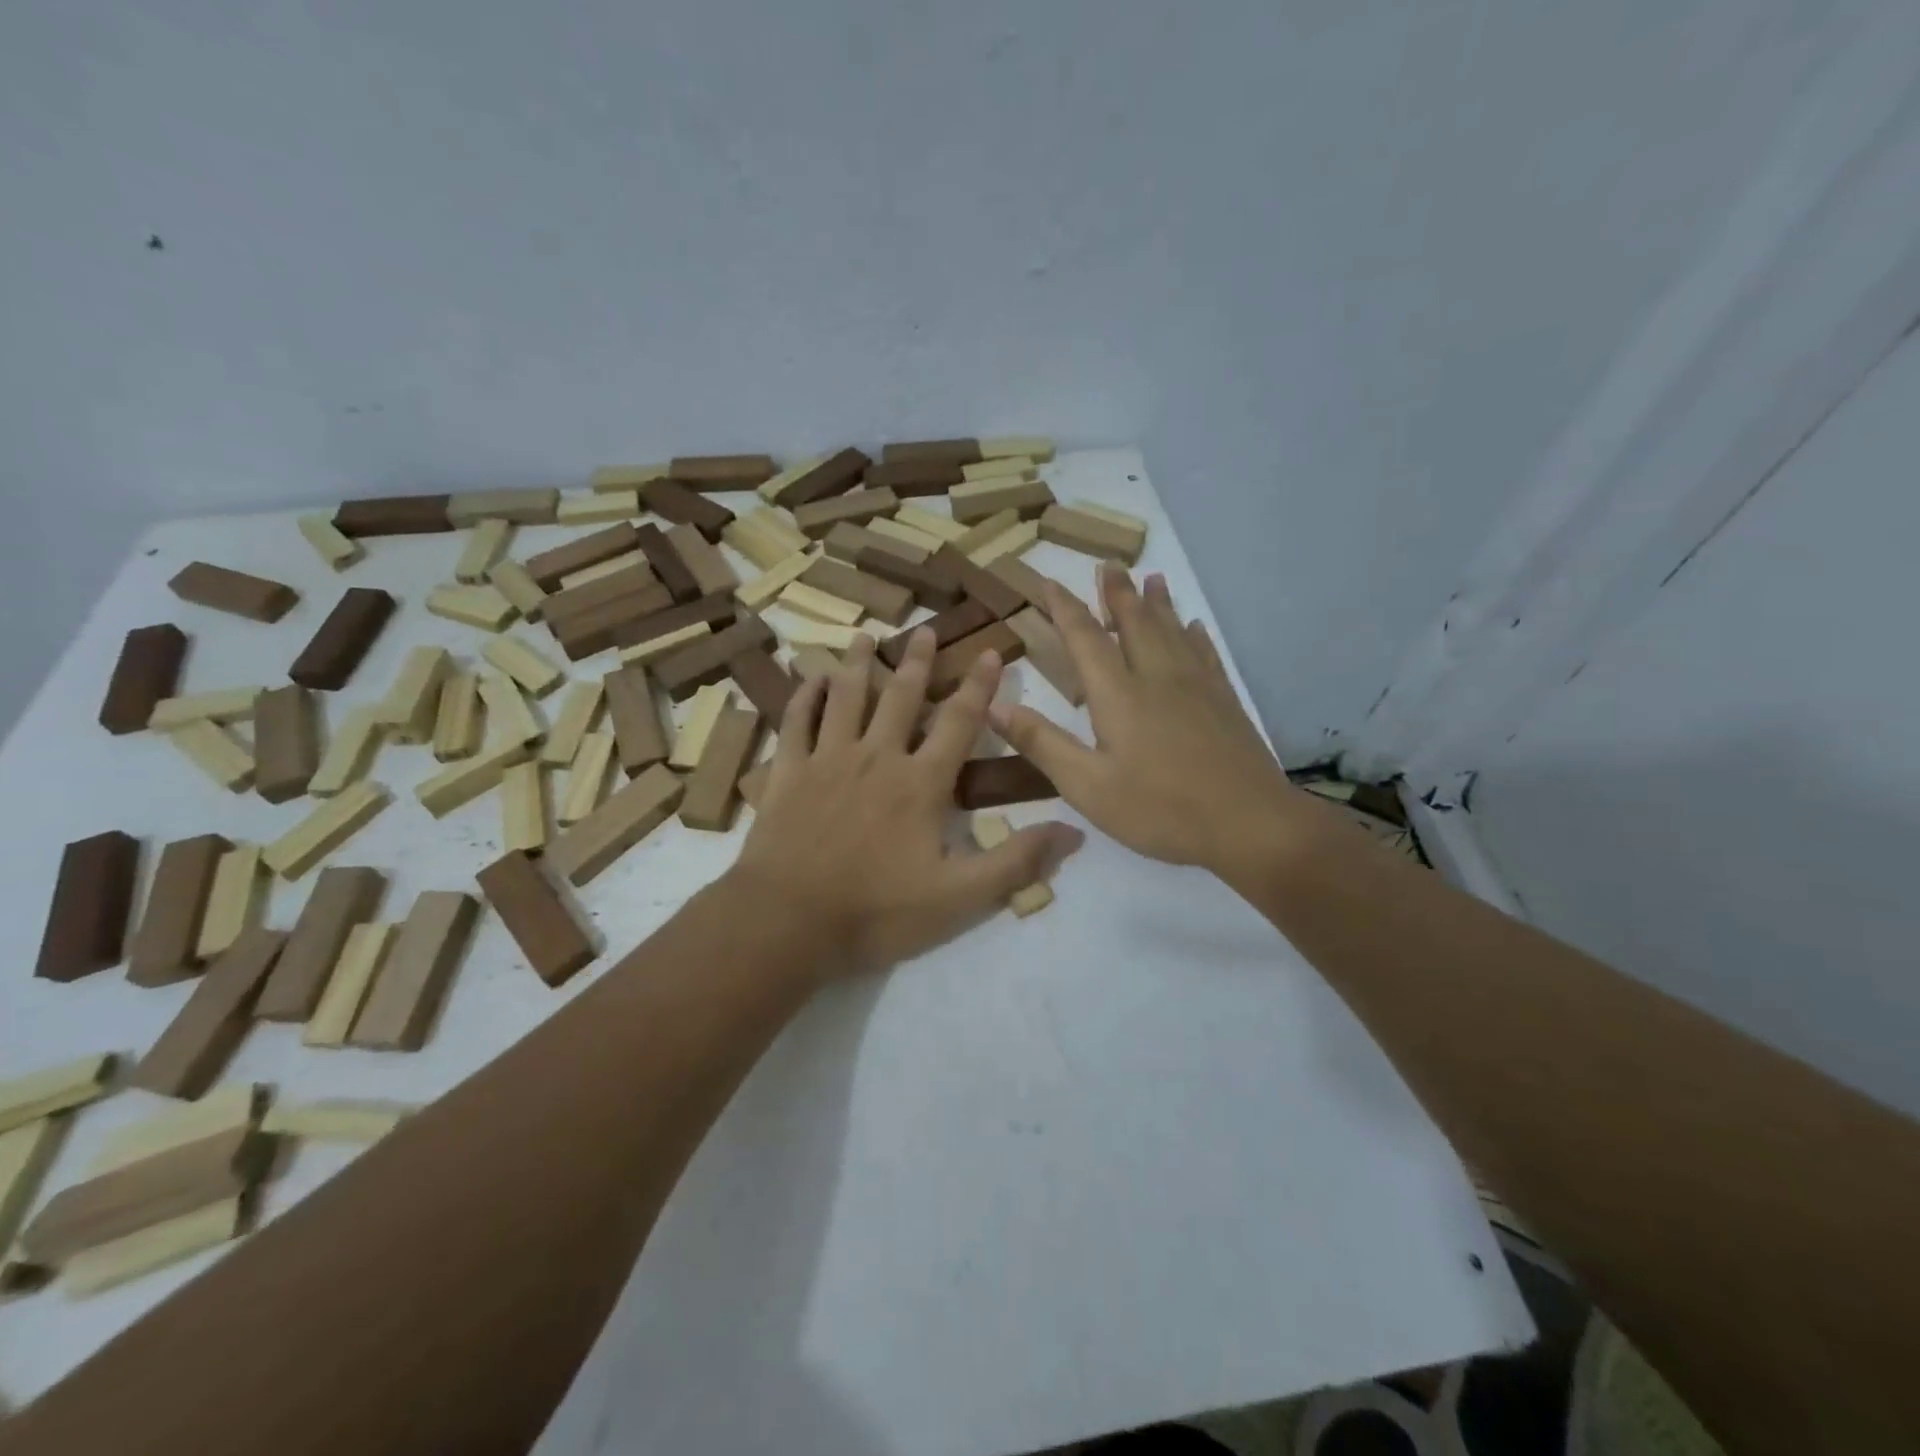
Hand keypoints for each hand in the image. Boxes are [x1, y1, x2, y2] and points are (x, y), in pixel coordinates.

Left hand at [730, 632, 1084, 977]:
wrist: (789, 923)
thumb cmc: (877, 911)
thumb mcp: (959, 897)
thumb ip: (1015, 862)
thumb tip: (1073, 830)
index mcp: (920, 782)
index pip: (960, 722)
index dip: (980, 687)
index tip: (991, 652)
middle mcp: (877, 757)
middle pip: (901, 697)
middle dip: (918, 661)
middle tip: (925, 629)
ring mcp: (827, 760)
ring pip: (847, 698)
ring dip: (858, 665)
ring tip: (865, 636)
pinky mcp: (789, 773)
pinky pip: (796, 722)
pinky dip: (805, 697)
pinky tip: (812, 679)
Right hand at [988, 564, 1298, 877]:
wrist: (1249, 823)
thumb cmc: (1160, 809)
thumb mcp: (1088, 786)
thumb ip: (1042, 743)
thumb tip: (993, 705)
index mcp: (1118, 695)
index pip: (1085, 638)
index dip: (1063, 607)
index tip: (1047, 581)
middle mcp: (1157, 677)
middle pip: (1135, 622)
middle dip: (1117, 593)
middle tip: (1109, 564)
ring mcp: (1197, 686)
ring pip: (1172, 631)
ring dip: (1157, 603)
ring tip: (1151, 578)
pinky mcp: (1224, 701)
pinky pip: (1206, 654)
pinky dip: (1194, 635)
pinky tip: (1194, 627)